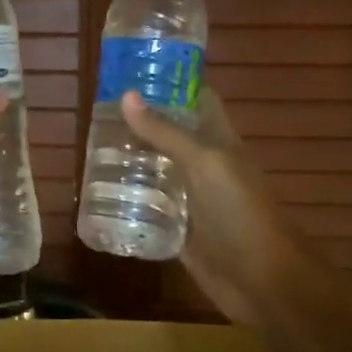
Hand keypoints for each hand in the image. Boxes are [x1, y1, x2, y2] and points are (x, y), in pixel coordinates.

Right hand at [120, 88, 315, 326]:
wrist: (260, 280)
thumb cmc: (239, 212)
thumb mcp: (204, 163)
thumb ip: (166, 132)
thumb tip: (126, 95)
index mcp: (219, 142)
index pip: (198, 101)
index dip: (172, 84)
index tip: (134, 72)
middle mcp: (204, 167)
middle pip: (170, 136)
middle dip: (139, 124)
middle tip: (97, 113)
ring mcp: (190, 199)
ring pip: (156, 172)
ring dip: (129, 162)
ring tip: (90, 149)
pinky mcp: (177, 229)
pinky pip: (149, 209)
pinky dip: (127, 202)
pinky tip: (98, 194)